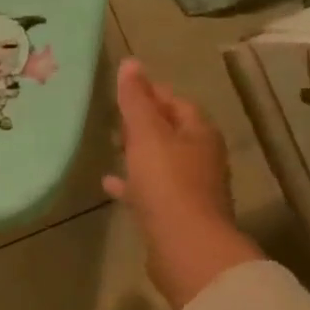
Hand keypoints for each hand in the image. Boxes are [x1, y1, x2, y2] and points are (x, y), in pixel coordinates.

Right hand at [103, 58, 262, 309]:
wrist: (185, 246)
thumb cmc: (167, 182)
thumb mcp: (146, 134)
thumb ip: (136, 100)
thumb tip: (130, 63)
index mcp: (199, 134)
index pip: (176, 102)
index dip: (152, 92)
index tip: (123, 88)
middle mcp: (200, 157)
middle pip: (171, 131)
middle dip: (144, 122)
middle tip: (113, 115)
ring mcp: (189, 187)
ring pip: (160, 160)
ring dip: (137, 151)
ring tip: (109, 145)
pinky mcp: (175, 212)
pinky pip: (151, 188)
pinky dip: (132, 182)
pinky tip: (109, 183)